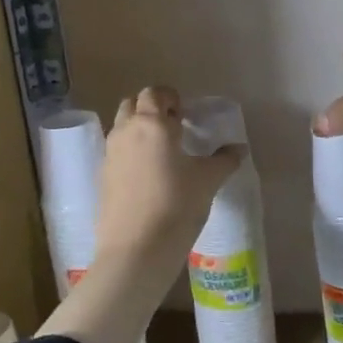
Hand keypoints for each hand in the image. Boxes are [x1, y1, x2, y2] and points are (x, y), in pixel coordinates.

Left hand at [96, 87, 244, 261]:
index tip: (186, 114)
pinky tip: (149, 175)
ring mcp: (110, 154)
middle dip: (152, 108)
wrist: (136, 250)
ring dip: (139, 128)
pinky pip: (117, 151)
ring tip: (163, 152)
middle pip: (133, 104)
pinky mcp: (103, 176)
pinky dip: (131, 151)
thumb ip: (225, 160)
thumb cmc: (176, 206)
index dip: (170, 98)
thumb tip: (239, 149)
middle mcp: (125, 131)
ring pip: (122, 127)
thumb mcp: (208, 181)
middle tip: (174, 127)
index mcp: (151, 124)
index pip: (154, 93)